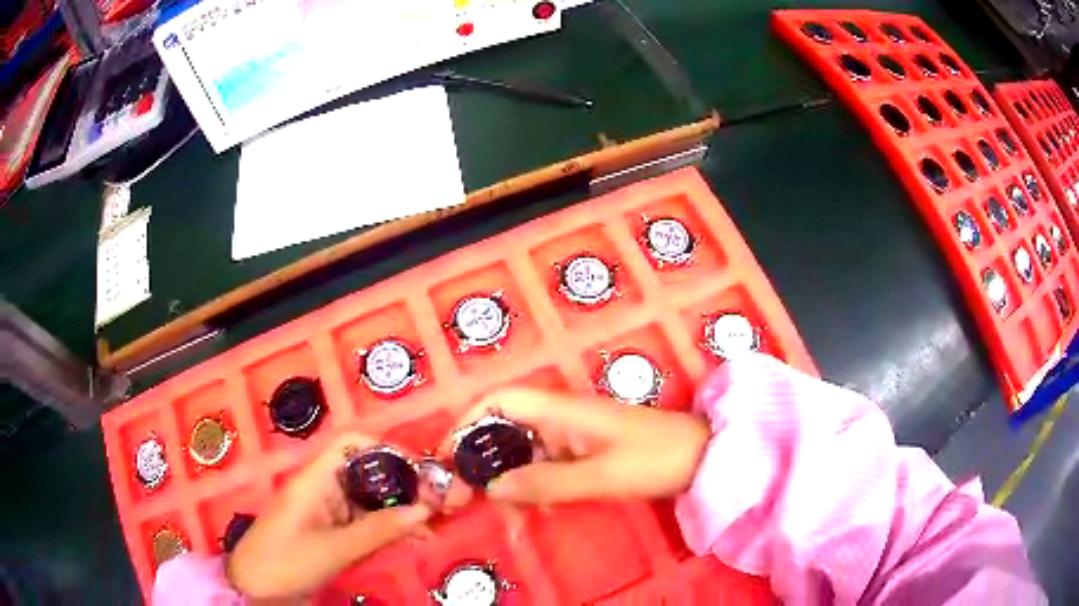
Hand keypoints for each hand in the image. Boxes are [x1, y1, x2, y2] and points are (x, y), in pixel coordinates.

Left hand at [226, 433, 469, 600]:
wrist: (255, 588)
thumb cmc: (287, 561)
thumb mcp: (335, 549)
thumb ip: (379, 530)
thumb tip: (425, 509)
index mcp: (315, 479)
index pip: (351, 444)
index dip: (386, 449)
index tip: (419, 472)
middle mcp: (321, 488)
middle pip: (365, 472)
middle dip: (401, 485)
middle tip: (437, 504)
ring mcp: (325, 511)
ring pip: (367, 500)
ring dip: (397, 510)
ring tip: (431, 526)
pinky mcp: (328, 531)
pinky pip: (362, 522)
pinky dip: (385, 528)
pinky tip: (409, 539)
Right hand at [441, 387, 711, 504]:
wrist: (702, 457)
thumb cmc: (654, 459)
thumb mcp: (599, 476)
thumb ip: (545, 482)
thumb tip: (491, 488)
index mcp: (562, 410)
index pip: (502, 401)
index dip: (469, 421)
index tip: (448, 454)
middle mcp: (563, 416)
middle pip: (507, 427)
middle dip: (482, 457)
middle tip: (465, 493)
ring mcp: (576, 434)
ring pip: (526, 450)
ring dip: (509, 476)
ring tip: (500, 510)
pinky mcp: (587, 450)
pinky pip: (548, 463)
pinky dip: (534, 483)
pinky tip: (535, 506)